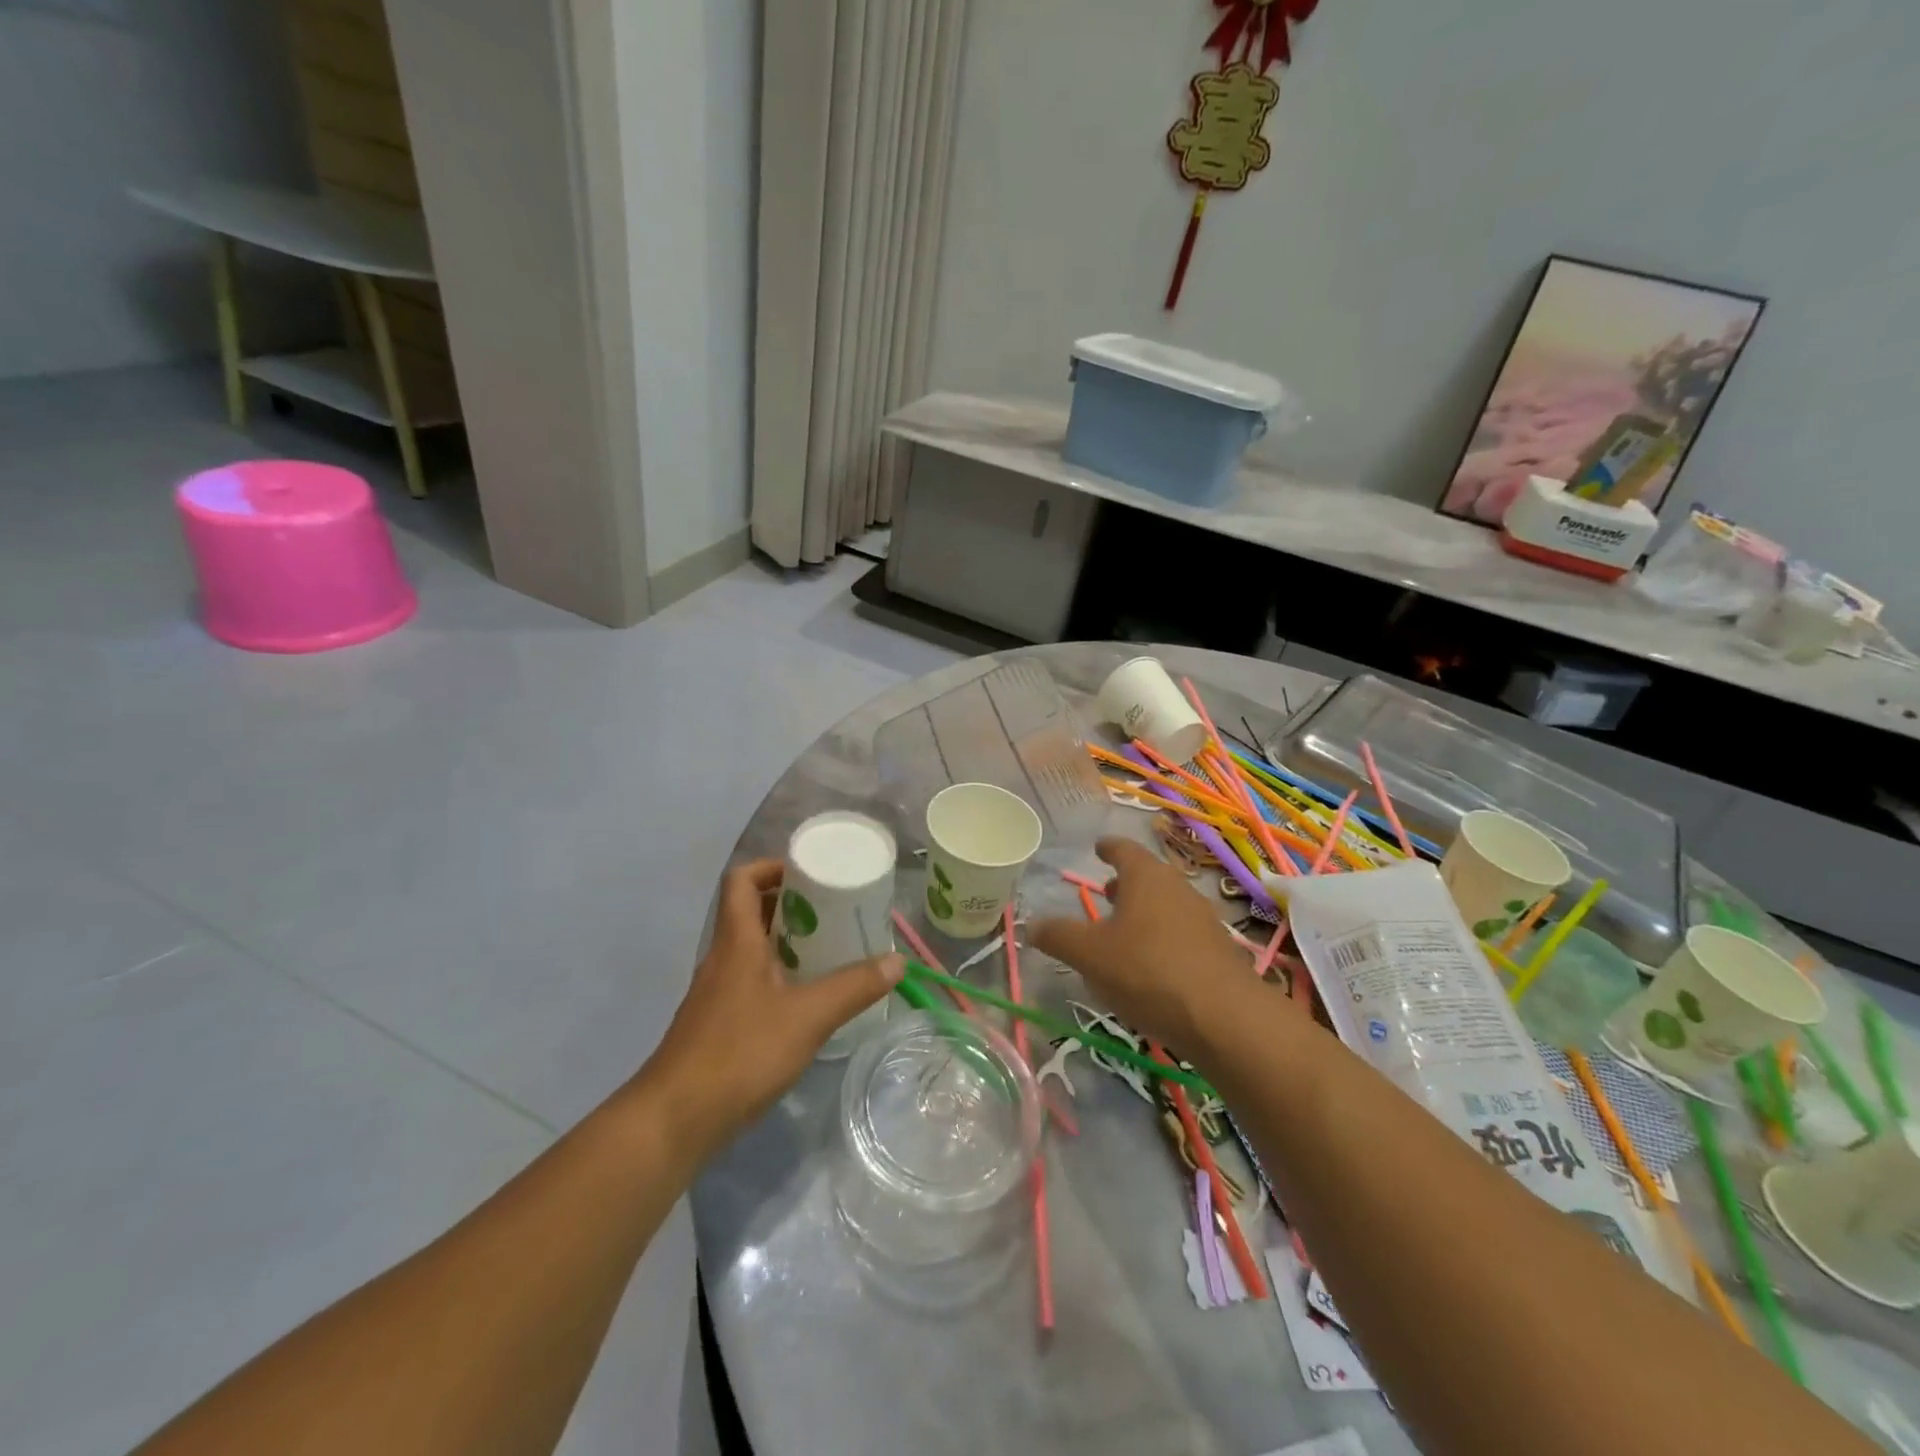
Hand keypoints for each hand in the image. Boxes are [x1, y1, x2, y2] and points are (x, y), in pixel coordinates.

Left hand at [642, 859, 901, 1148]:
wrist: (675, 1120)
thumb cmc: (740, 1053)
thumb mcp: (808, 1017)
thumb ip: (853, 987)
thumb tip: (896, 962)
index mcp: (737, 942)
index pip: (742, 881)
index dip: (771, 867)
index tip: (809, 874)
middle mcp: (722, 959)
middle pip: (750, 912)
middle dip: (791, 905)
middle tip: (833, 911)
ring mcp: (716, 993)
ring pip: (751, 949)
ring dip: (787, 942)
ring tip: (829, 950)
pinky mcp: (717, 1025)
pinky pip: (750, 982)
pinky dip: (778, 977)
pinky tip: (806, 1000)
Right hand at [1029, 837, 1252, 1055]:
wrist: (1224, 1018)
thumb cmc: (1147, 971)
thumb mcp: (1089, 955)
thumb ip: (1058, 936)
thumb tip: (1032, 926)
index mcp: (1146, 876)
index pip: (1124, 849)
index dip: (1108, 848)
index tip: (1098, 848)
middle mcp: (1177, 888)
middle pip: (1148, 876)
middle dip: (1125, 883)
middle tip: (1105, 892)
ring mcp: (1202, 918)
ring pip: (1166, 904)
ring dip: (1144, 911)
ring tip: (1123, 931)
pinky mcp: (1217, 950)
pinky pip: (1181, 932)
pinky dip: (1161, 937)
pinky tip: (1150, 965)